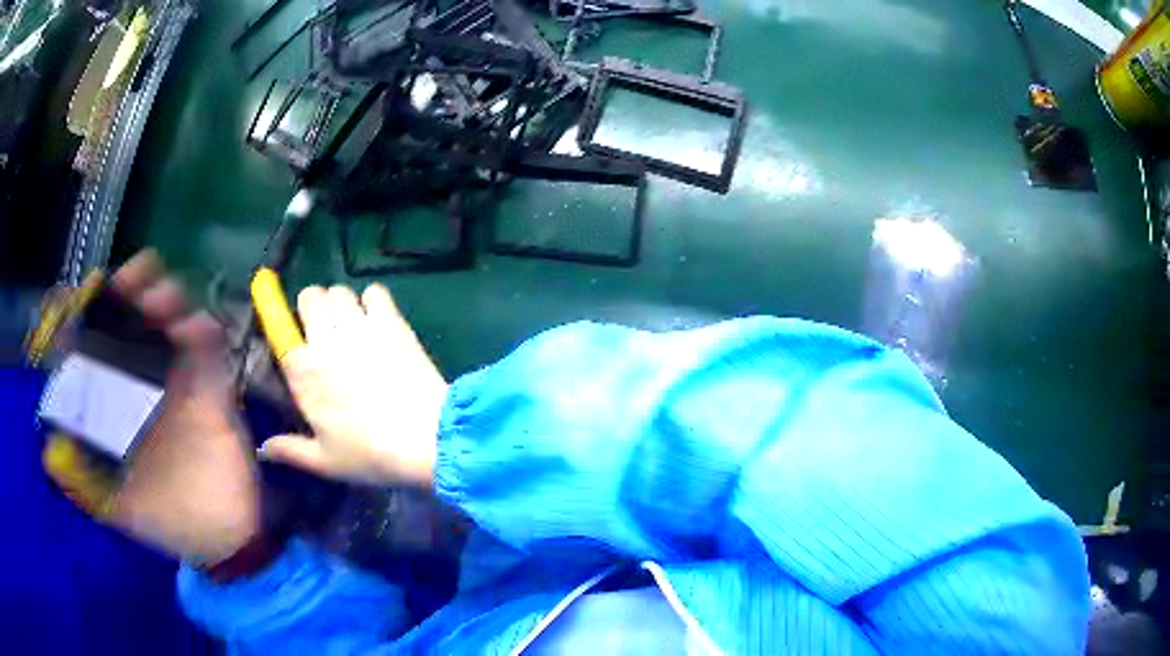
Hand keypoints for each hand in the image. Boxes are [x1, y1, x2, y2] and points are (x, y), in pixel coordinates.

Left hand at [104, 251, 260, 565]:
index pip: (98, 342)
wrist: (223, 535)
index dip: (92, 310)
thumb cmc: (166, 519)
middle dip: (132, 287)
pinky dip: (204, 328)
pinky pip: (210, 346)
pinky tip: (198, 331)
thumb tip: (48, 456)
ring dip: (167, 298)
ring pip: (170, 318)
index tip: (92, 290)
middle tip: (134, 285)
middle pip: (133, 315)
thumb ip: (83, 484)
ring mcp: (177, 380)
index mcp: (116, 402)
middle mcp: (142, 381)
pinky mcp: (212, 387)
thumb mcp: (117, 507)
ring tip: (164, 306)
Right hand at [258, 284, 446, 487]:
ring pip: (339, 290)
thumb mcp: (326, 461)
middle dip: (313, 306)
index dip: (281, 318)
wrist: (427, 439)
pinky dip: (373, 299)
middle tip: (325, 329)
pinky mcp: (391, 322)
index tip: (292, 328)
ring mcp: (360, 327)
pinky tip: (378, 318)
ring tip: (350, 323)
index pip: (278, 325)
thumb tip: (264, 449)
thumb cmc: (371, 454)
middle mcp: (325, 341)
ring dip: (340, 302)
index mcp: (303, 372)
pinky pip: (375, 292)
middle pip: (311, 296)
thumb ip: (290, 451)